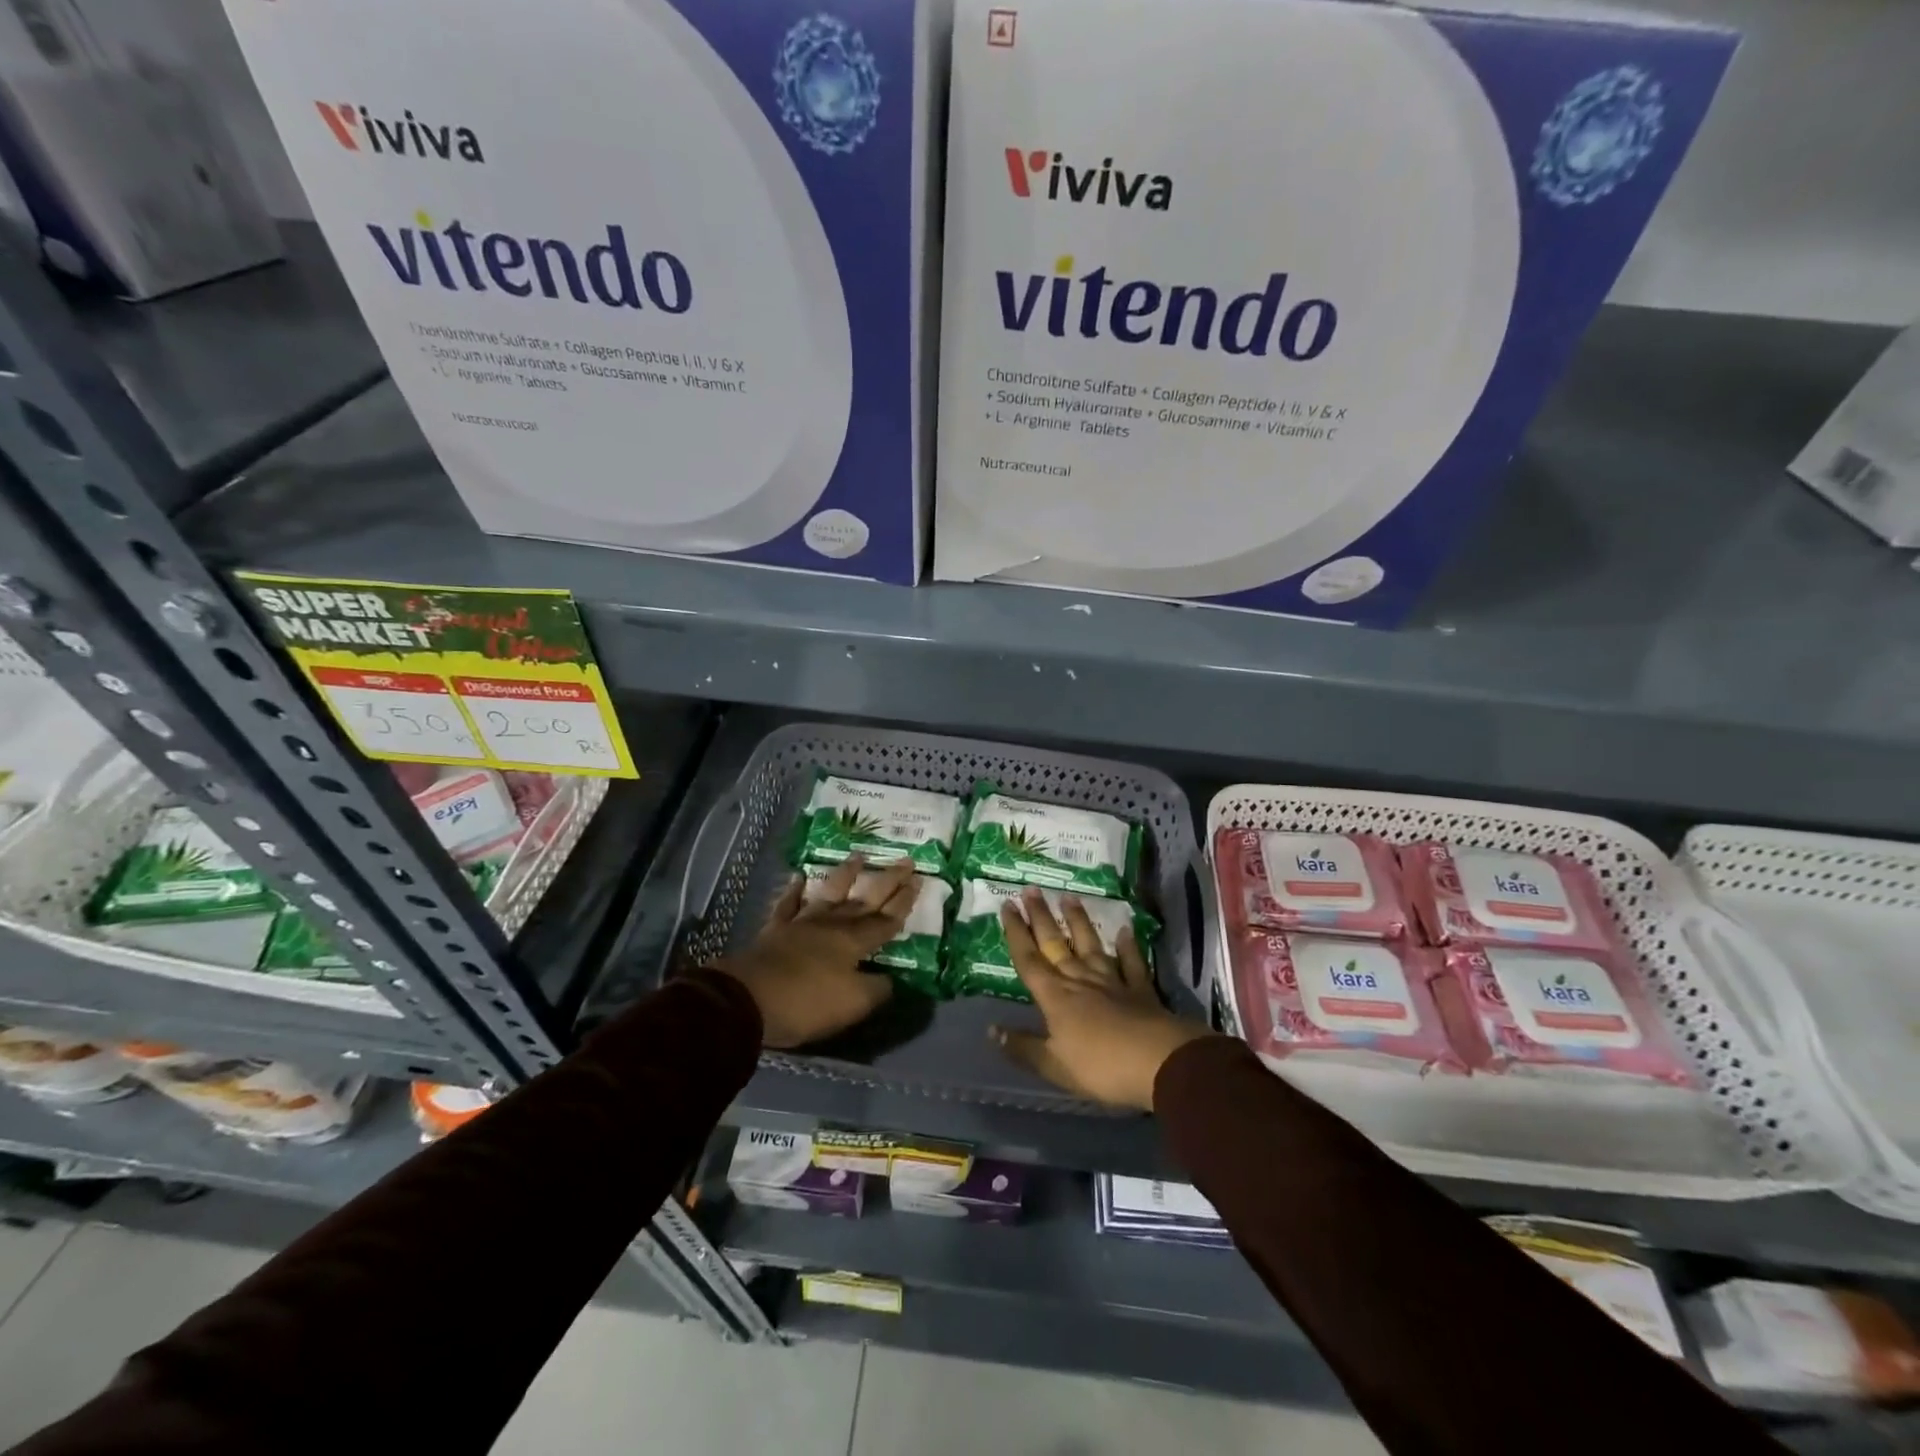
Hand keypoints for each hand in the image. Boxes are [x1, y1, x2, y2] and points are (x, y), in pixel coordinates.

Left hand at [713, 854, 916, 1048]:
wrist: (748, 1000)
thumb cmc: (806, 1004)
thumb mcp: (853, 1005)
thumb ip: (877, 989)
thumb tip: (891, 979)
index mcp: (854, 942)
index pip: (887, 919)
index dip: (903, 902)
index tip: (918, 879)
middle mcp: (832, 925)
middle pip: (865, 899)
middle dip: (888, 881)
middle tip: (906, 860)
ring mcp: (802, 924)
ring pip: (830, 893)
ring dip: (846, 874)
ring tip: (859, 855)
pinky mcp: (775, 930)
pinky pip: (788, 904)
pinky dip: (794, 890)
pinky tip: (799, 877)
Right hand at [990, 887, 1208, 1110]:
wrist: (1160, 1063)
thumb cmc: (1101, 1067)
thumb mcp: (1054, 1067)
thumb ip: (1023, 1047)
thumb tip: (992, 1030)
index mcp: (1056, 997)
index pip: (1029, 960)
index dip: (1016, 933)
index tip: (1007, 905)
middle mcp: (1080, 980)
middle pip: (1056, 944)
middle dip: (1041, 917)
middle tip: (1031, 890)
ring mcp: (1112, 981)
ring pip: (1091, 946)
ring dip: (1079, 921)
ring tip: (1070, 897)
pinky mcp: (1140, 989)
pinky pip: (1132, 963)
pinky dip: (1128, 946)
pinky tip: (1125, 930)